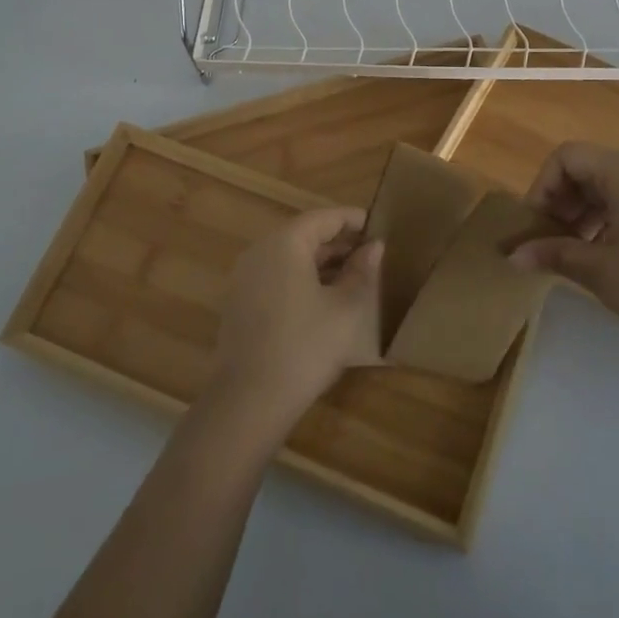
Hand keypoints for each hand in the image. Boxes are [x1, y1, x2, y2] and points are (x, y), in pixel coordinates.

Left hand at [208, 207, 381, 436]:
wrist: (249, 400)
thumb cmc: (305, 346)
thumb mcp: (346, 309)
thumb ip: (362, 272)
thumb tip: (374, 247)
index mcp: (285, 243)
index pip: (324, 218)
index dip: (353, 220)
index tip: (379, 227)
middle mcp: (260, 252)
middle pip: (304, 235)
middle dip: (339, 243)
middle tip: (371, 254)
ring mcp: (245, 278)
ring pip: (290, 258)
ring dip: (322, 263)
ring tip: (354, 277)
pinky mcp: (239, 304)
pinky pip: (276, 277)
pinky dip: (302, 279)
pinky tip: (325, 300)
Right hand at [510, 142, 618, 363]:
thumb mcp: (600, 271)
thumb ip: (553, 254)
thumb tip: (512, 255)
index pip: (566, 157)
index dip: (541, 187)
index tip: (535, 228)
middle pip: (586, 169)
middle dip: (560, 202)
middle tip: (548, 243)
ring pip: (607, 187)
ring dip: (581, 214)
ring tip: (572, 254)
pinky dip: (606, 220)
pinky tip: (602, 256)